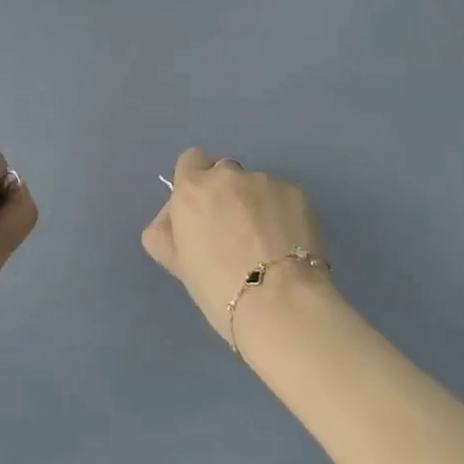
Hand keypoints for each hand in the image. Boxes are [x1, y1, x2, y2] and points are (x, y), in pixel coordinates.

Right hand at [142, 148, 331, 343]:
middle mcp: (228, 175)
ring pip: (256, 187)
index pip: (190, 162)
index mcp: (193, 189)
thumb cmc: (219, 288)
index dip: (196, 184)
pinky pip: (283, 197)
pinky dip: (282, 214)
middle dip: (227, 195)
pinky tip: (287, 244)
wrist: (282, 302)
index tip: (203, 212)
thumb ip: (166, 233)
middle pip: (224, 174)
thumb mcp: (178, 264)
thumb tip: (172, 221)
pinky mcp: (297, 192)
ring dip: (256, 205)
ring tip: (266, 244)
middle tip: (234, 233)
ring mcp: (265, 181)